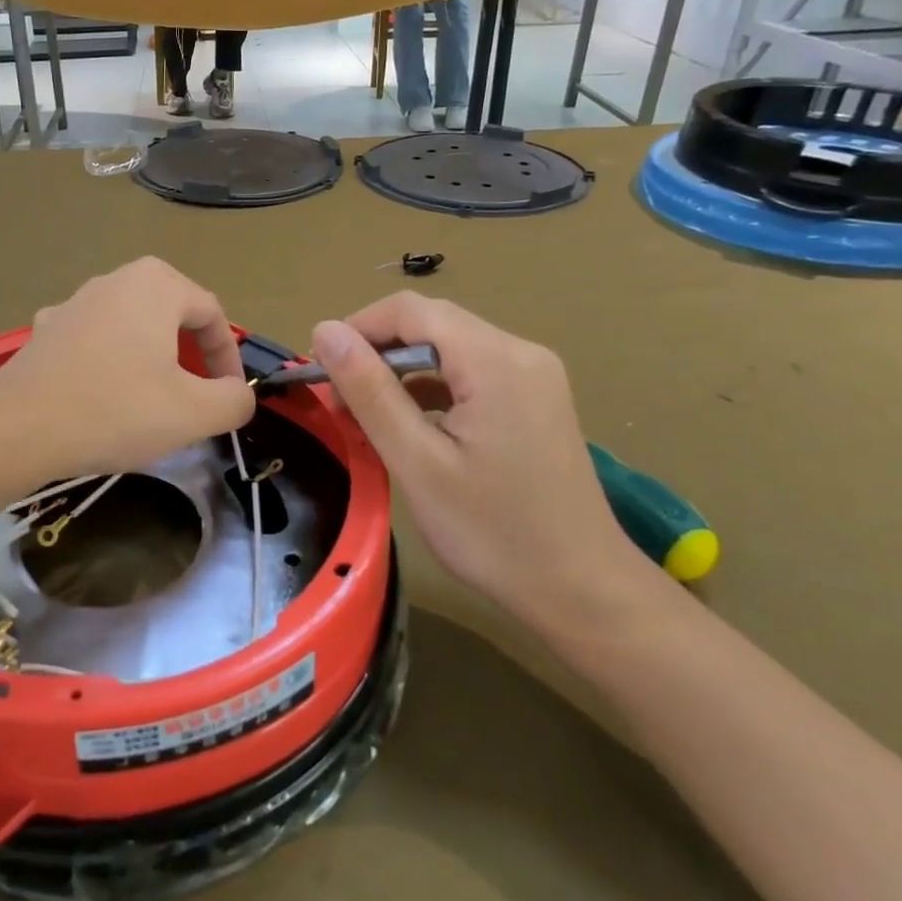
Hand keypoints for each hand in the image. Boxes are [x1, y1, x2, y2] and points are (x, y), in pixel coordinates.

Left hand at [0, 258, 255, 476]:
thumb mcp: (193, 412)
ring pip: (132, 326)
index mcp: (156, 284)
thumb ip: (234, 400)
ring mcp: (74, 302)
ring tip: (154, 400)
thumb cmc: (115, 411)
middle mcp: (114, 279)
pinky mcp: (46, 330)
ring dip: (153, 359)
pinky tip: (104, 394)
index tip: (229, 397)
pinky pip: (95, 340)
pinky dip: (112, 363)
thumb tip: (239, 395)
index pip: (212, 314)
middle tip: (196, 395)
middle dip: (191, 355)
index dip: (228, 358)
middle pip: (172, 314)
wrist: (17, 429)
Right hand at [309, 293, 650, 635]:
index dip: (357, 328)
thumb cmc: (493, 532)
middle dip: (377, 353)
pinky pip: (470, 374)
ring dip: (401, 372)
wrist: (581, 590)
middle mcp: (520, 352)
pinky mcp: (534, 400)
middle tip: (337, 400)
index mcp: (495, 360)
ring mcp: (533, 376)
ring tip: (364, 416)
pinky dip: (431, 389)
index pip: (411, 310)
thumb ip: (370, 391)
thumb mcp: (417, 462)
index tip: (319, 369)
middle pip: (432, 325)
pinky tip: (409, 425)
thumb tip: (325, 331)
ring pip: (449, 349)